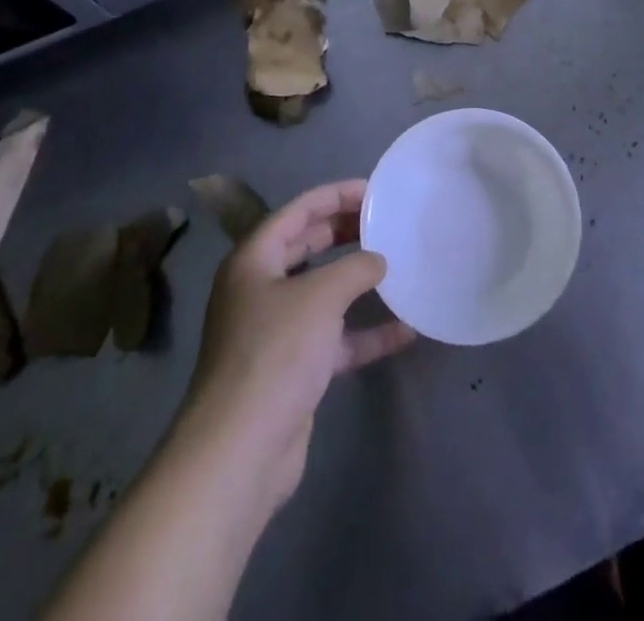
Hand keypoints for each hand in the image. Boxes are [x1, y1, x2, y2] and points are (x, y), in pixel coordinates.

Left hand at [181, 180, 414, 510]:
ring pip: (322, 292)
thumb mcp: (320, 297)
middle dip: (346, 232)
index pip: (298, 211)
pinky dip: (365, 333)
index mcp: (254, 260)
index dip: (335, 195)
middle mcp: (260, 289)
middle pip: (307, 246)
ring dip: (358, 282)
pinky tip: (404, 330)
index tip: (374, 191)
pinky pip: (334, 339)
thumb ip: (355, 268)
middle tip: (386, 222)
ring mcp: (275, 331)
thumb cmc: (275, 354)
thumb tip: (378, 260)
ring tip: (398, 265)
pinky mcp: (292, 370)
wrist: (239, 453)